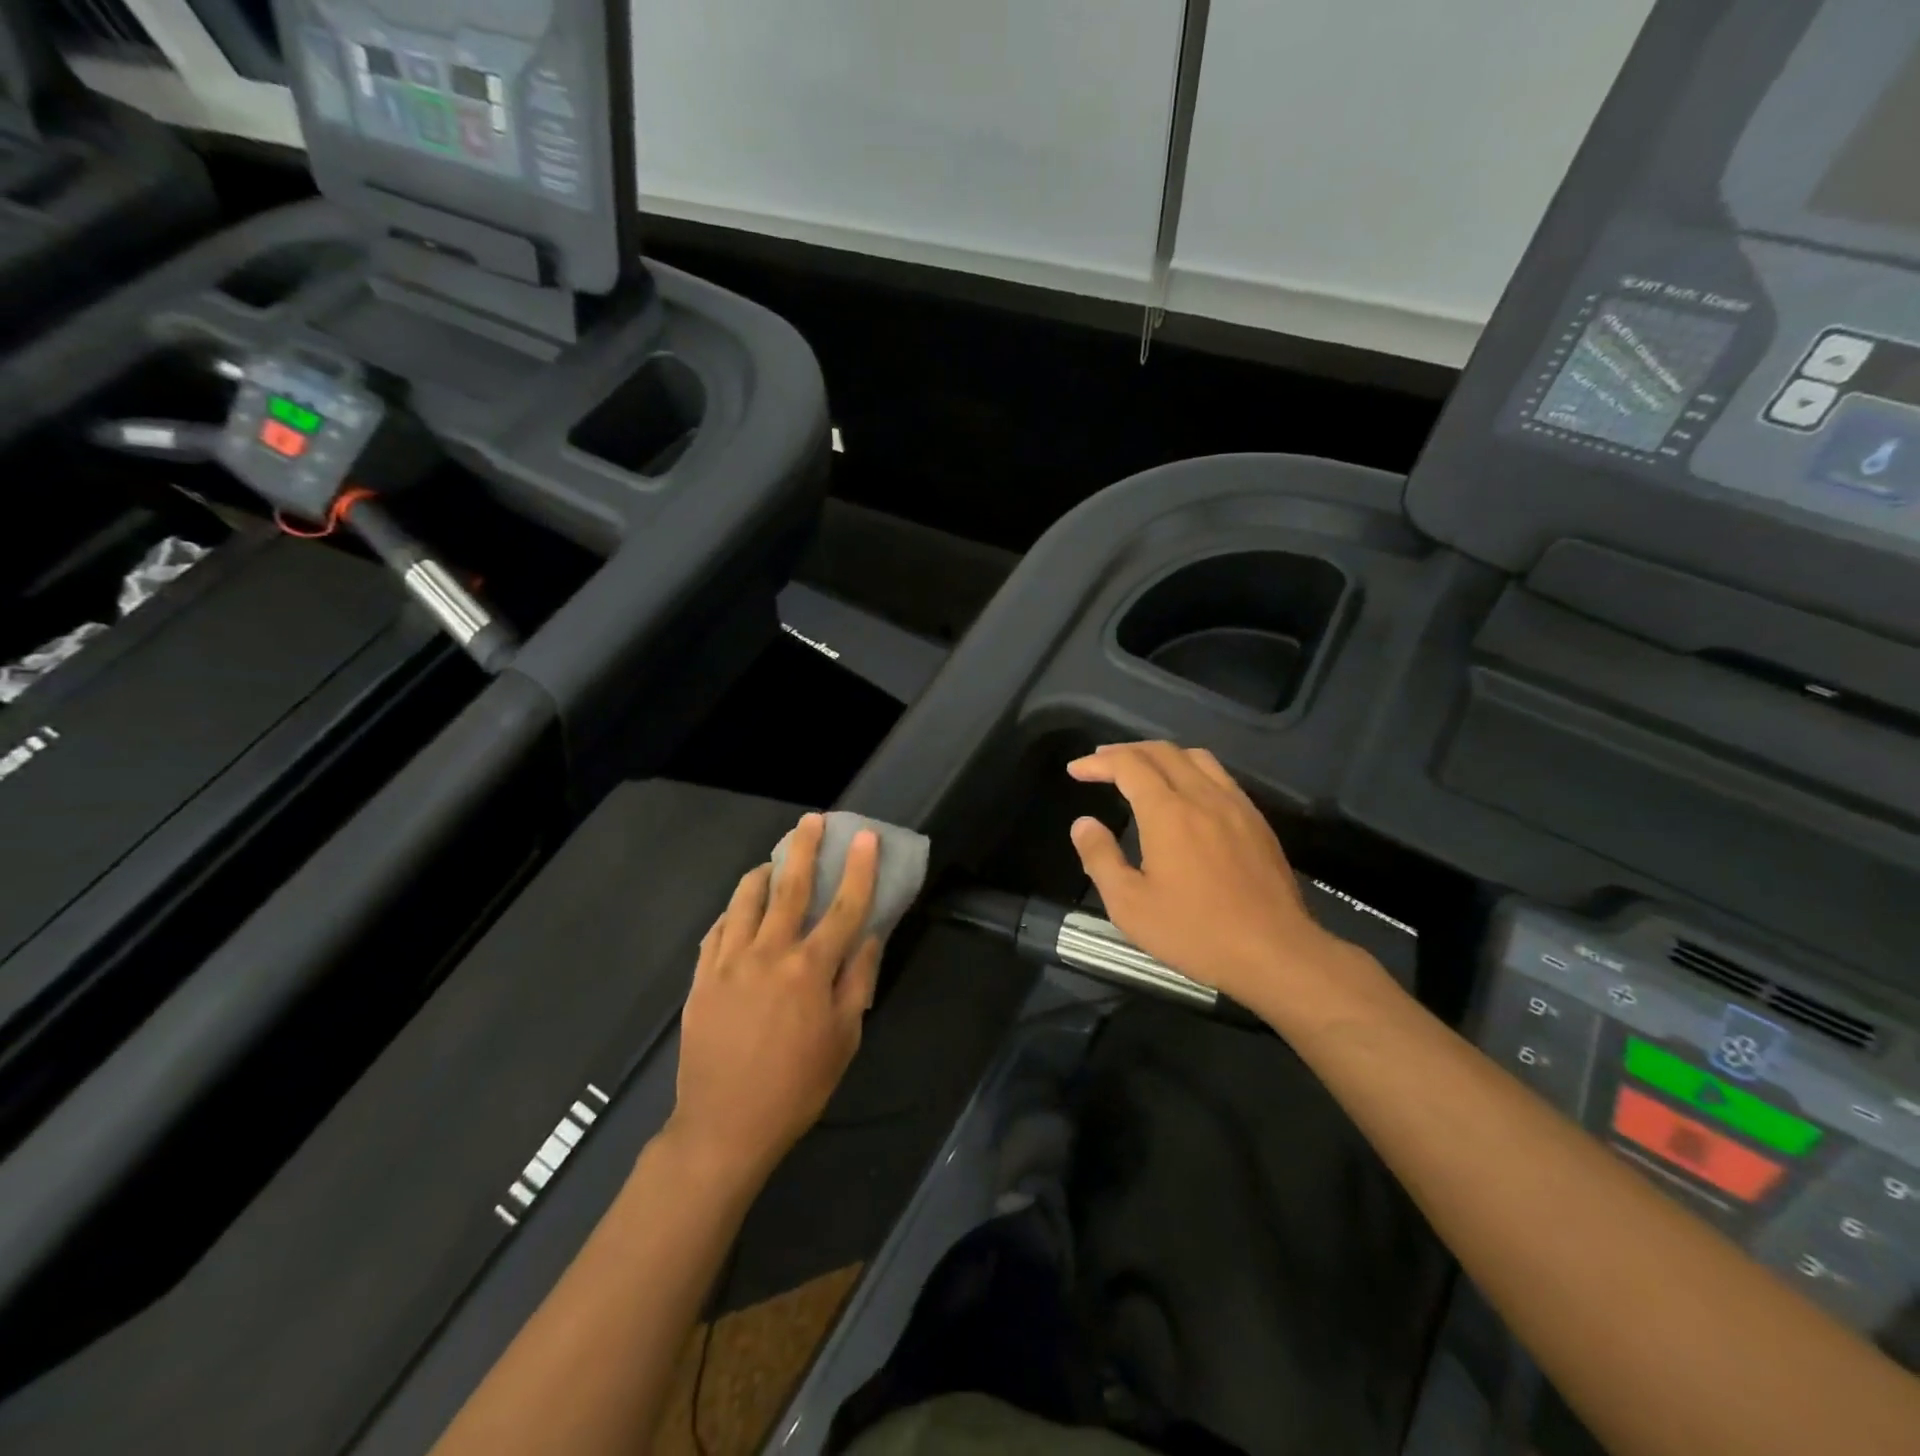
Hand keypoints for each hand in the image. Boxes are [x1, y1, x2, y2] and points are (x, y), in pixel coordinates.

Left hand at [669, 814, 882, 1181]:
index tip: (865, 836)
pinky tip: (740, 909)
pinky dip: (732, 911)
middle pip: (790, 887)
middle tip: (812, 820)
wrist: (724, 1126)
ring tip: (773, 861)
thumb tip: (868, 937)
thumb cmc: (797, 1086)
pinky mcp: (701, 977)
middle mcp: (769, 953)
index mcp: (810, 969)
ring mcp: (729, 961)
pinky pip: (717, 928)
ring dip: (763, 872)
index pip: (843, 906)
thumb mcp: (844, 1039)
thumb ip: (857, 981)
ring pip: (746, 899)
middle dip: (804, 848)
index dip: (859, 869)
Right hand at [1067, 742, 1361, 1013]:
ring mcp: (1236, 805)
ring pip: (1196, 757)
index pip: (1128, 765)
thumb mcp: (1129, 905)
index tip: (1076, 770)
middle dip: (1126, 751)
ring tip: (1141, 768)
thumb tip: (1084, 824)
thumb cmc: (1195, 932)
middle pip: (1162, 751)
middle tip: (1100, 761)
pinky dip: (1191, 770)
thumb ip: (1100, 858)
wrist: (1275, 953)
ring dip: (1161, 755)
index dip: (1098, 762)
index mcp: (1168, 812)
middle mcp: (1203, 796)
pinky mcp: (1257, 821)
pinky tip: (1186, 793)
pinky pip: (1219, 776)